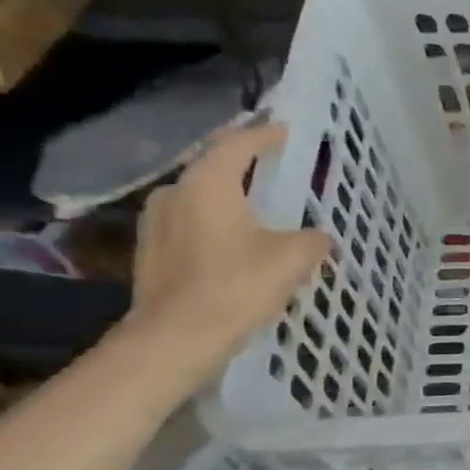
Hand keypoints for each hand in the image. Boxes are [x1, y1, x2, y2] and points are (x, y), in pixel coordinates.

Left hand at [121, 120, 330, 381]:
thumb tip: (318, 237)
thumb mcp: (292, 258)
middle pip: (215, 169)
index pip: (238, 145)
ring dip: (230, 201)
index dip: (265, 136)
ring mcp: (156, 223)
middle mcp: (175, 193)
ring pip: (202, 200)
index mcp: (207, 183)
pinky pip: (192, 225)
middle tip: (275, 171)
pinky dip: (217, 226)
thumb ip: (311, 239)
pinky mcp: (152, 252)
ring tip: (260, 211)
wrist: (176, 338)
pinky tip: (238, 245)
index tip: (285, 131)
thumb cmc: (236, 286)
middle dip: (246, 169)